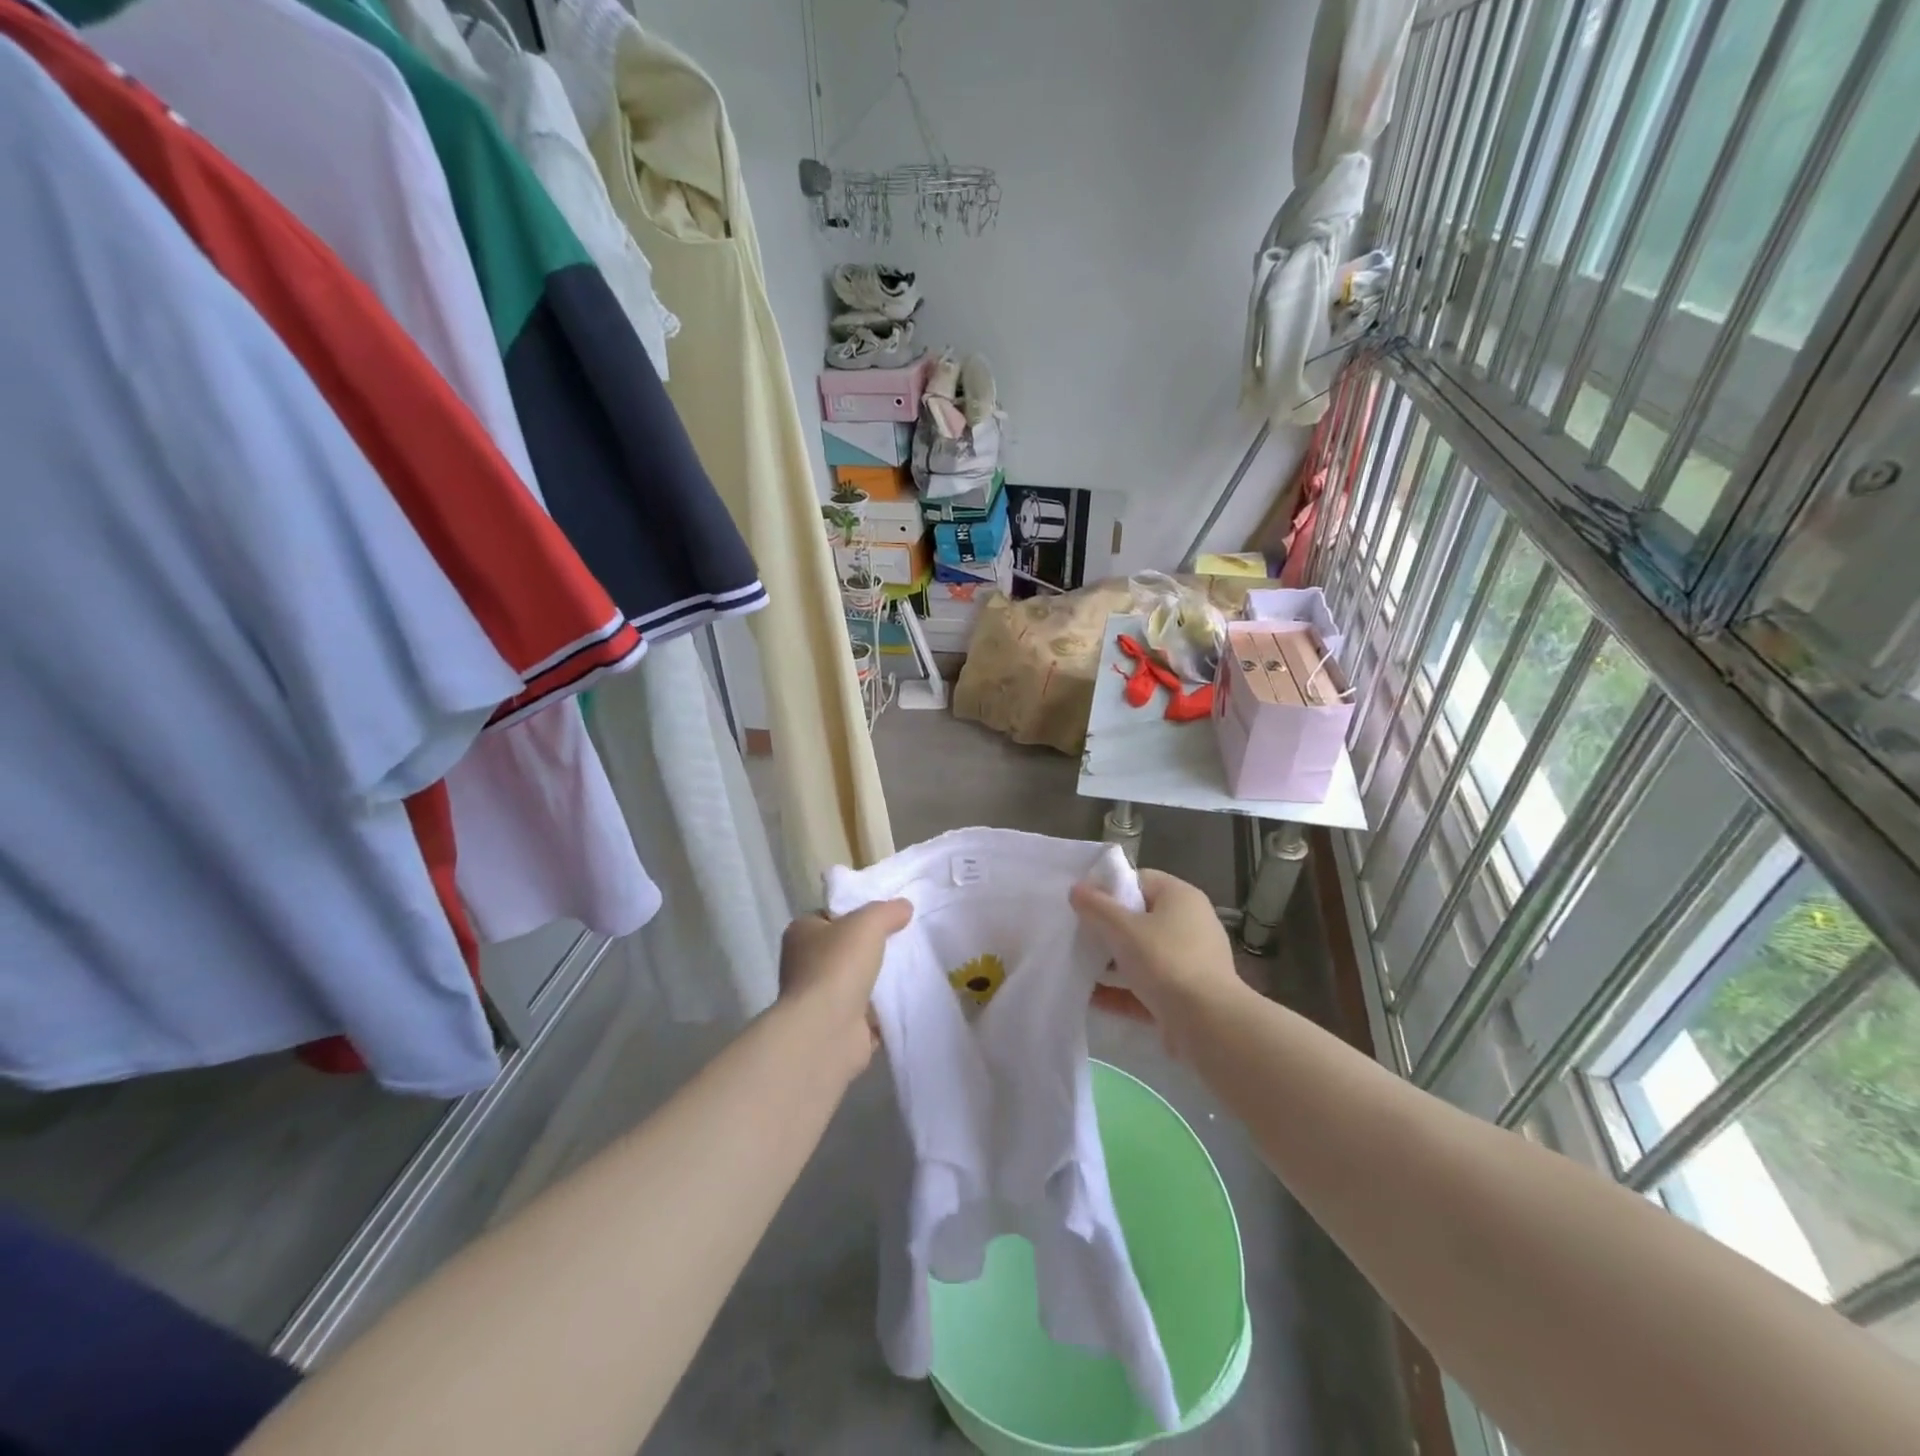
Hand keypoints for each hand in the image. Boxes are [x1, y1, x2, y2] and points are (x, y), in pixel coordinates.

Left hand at [779, 900, 912, 1079]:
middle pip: (846, 948)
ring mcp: (820, 999)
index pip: (830, 915)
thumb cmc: (838, 966)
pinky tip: (909, 997)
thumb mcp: (867, 923)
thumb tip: (904, 907)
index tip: (886, 914)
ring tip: (913, 966)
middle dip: (873, 947)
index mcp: (801, 933)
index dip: (856, 912)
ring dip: (880, 979)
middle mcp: (805, 965)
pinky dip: (885, 1008)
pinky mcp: (838, 1027)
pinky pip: (868, 1011)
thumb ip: (887, 910)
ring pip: (858, 980)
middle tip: (905, 938)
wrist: (826, 1032)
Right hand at [1070, 869, 1241, 1060]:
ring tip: (1080, 967)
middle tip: (1078, 935)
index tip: (1083, 903)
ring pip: (1143, 955)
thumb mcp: (1123, 929)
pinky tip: (1092, 998)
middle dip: (1108, 929)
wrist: (1208, 1025)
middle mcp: (1191, 924)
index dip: (1109, 888)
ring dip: (1113, 963)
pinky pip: (1148, 986)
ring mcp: (1191, 962)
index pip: (1140, 880)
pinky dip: (1123, 991)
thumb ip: (1096, 907)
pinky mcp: (1186, 996)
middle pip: (1140, 919)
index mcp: (1181, 898)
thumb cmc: (1165, 962)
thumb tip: (1076, 889)